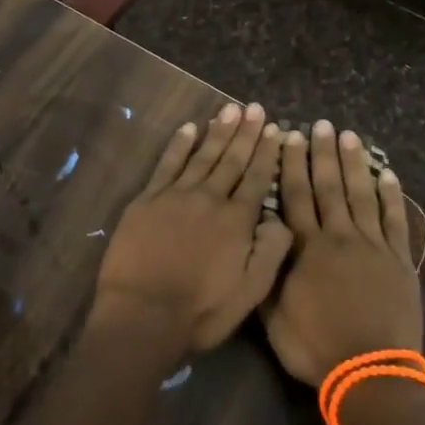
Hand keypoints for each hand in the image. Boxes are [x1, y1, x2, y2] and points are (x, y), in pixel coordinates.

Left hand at [93, 102, 293, 357]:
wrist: (142, 316)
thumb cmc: (200, 311)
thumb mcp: (250, 293)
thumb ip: (271, 252)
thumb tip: (281, 217)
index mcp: (237, 220)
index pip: (257, 178)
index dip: (267, 153)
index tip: (275, 129)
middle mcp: (210, 198)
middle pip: (232, 160)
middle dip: (246, 133)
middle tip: (255, 108)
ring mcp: (176, 195)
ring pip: (203, 156)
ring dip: (218, 132)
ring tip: (230, 110)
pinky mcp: (148, 199)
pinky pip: (167, 164)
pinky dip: (180, 144)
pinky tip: (189, 128)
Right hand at [261, 119, 423, 386]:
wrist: (371, 374)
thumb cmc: (317, 347)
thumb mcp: (275, 317)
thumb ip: (267, 274)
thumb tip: (260, 237)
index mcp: (307, 248)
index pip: (296, 196)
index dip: (291, 164)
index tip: (289, 136)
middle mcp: (339, 237)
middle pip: (329, 187)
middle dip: (323, 153)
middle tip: (322, 124)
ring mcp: (373, 246)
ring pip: (361, 195)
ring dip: (355, 164)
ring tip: (350, 136)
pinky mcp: (399, 260)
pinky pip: (395, 220)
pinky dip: (392, 196)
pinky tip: (388, 174)